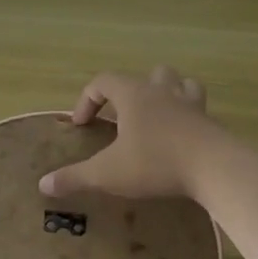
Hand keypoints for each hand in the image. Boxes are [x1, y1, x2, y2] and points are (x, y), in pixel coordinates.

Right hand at [39, 66, 222, 201]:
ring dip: (166, 94)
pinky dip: (187, 117)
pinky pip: (197, 109)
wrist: (214, 168)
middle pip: (147, 74)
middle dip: (131, 91)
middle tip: (122, 117)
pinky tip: (180, 138)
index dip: (87, 99)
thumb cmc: (155, 163)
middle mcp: (162, 91)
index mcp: (134, 95)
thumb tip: (43, 184)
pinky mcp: (211, 123)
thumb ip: (75, 177)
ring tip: (156, 117)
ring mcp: (191, 104)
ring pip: (179, 83)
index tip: (82, 125)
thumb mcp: (108, 173)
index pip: (103, 81)